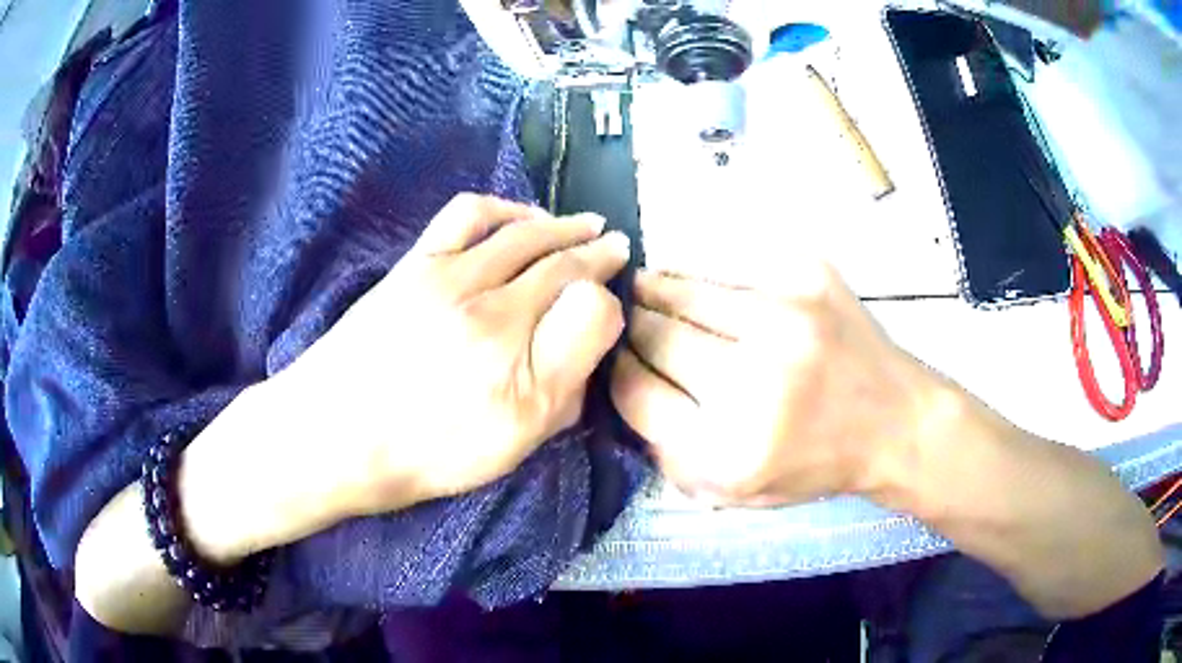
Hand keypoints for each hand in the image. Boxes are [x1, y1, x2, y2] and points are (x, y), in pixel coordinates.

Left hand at [273, 194, 629, 518]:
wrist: (333, 435)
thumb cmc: (422, 456)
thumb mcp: (508, 450)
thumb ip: (561, 396)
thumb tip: (587, 345)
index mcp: (519, 373)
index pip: (593, 311)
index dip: (609, 302)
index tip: (610, 301)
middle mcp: (491, 314)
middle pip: (563, 262)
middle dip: (599, 251)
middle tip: (618, 245)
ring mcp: (448, 279)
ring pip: (526, 232)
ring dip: (563, 224)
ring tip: (584, 224)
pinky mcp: (415, 263)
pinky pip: (469, 215)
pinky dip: (506, 208)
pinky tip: (521, 217)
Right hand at [611, 265, 944, 506]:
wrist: (894, 421)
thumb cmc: (812, 463)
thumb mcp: (732, 492)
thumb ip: (669, 451)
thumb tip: (624, 382)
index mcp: (729, 450)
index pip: (634, 392)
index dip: (617, 373)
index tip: (619, 363)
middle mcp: (756, 382)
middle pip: (654, 334)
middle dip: (632, 327)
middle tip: (627, 321)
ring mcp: (786, 319)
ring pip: (684, 289)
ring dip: (655, 289)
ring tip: (645, 287)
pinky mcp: (808, 277)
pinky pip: (727, 265)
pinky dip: (701, 274)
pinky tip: (697, 283)